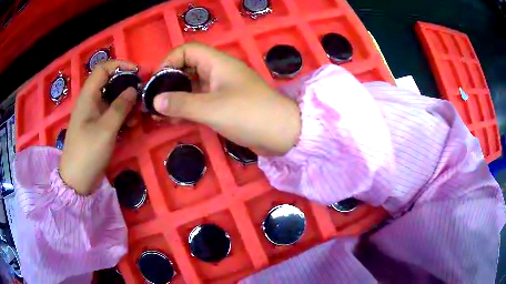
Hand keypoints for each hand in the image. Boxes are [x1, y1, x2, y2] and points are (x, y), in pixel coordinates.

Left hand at [59, 60, 137, 194]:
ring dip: (126, 104)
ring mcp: (93, 115)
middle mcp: (90, 102)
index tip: (137, 72)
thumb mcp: (106, 129)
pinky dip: (122, 116)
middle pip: (109, 83)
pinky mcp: (96, 127)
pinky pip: (110, 114)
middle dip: (126, 87)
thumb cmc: (88, 152)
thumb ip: (120, 107)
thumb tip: (133, 89)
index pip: (103, 68)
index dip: (120, 65)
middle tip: (141, 96)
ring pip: (112, 100)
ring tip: (138, 116)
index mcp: (88, 96)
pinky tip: (130, 125)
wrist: (76, 181)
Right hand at [154, 43, 300, 155]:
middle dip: (168, 82)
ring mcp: (221, 89)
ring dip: (174, 98)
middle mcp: (218, 72)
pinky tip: (172, 120)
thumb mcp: (211, 108)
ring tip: (157, 113)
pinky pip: (199, 101)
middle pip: (187, 68)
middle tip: (153, 100)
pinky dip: (185, 108)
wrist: (282, 134)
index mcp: (217, 63)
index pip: (187, 51)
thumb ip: (181, 103)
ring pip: (191, 87)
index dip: (169, 61)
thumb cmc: (249, 114)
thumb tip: (155, 101)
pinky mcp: (223, 105)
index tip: (156, 80)